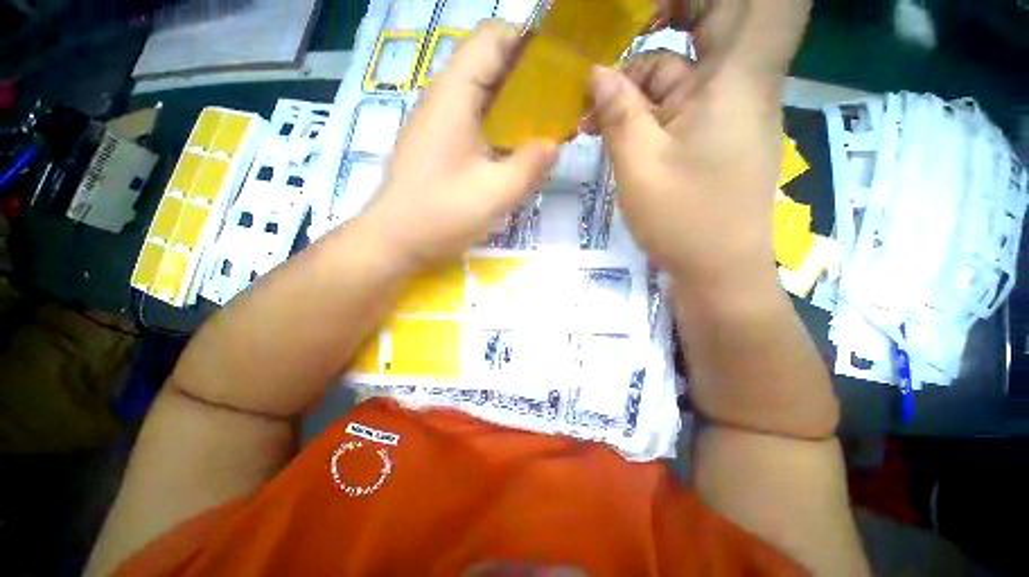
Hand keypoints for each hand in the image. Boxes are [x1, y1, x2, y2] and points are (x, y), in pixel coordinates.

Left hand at [362, 21, 556, 269]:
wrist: (395, 240)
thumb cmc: (441, 215)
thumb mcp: (495, 193)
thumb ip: (530, 165)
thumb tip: (553, 144)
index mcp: (455, 94)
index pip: (494, 38)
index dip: (530, 43)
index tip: (561, 70)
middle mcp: (444, 97)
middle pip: (491, 64)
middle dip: (530, 78)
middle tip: (560, 104)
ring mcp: (439, 122)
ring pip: (483, 95)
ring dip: (515, 106)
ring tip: (545, 127)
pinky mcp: (439, 144)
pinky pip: (475, 121)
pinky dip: (500, 127)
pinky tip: (516, 151)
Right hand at [588, 0, 810, 291]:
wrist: (716, 271)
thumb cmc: (684, 221)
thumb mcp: (639, 166)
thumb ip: (617, 114)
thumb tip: (595, 74)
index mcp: (737, 80)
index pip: (768, 1)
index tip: (665, 3)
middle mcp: (739, 85)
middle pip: (718, 20)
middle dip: (668, 15)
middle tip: (620, 31)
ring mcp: (724, 112)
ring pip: (683, 68)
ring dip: (636, 80)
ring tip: (592, 106)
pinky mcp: (709, 136)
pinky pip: (677, 103)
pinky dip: (643, 108)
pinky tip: (610, 127)